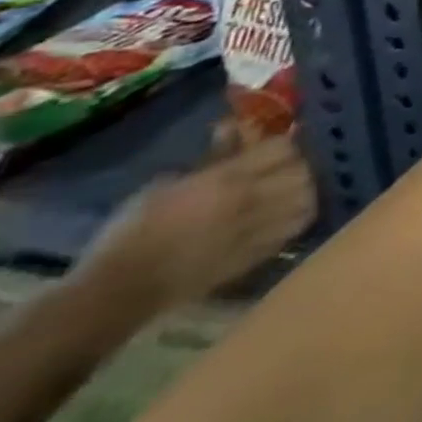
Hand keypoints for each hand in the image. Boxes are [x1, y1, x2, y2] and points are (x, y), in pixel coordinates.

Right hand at [80, 127, 315, 312]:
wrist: (114, 295)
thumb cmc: (131, 233)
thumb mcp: (167, 184)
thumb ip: (211, 156)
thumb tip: (234, 127)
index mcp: (228, 180)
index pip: (283, 147)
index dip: (284, 142)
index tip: (278, 143)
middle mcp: (250, 202)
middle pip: (303, 171)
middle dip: (300, 164)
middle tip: (289, 166)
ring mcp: (254, 231)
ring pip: (307, 200)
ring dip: (305, 191)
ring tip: (294, 189)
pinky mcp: (252, 258)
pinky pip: (292, 231)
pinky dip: (296, 218)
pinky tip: (287, 215)